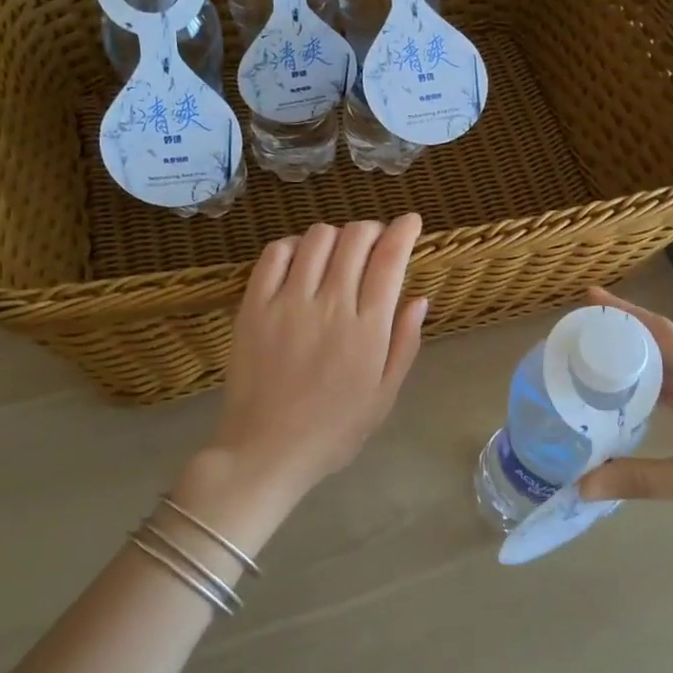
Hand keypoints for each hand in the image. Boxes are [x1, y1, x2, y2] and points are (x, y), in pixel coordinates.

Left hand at [202, 216, 426, 502]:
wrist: (266, 450)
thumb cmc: (334, 430)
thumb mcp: (384, 395)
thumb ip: (404, 343)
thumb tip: (419, 298)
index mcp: (367, 329)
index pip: (390, 259)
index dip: (403, 231)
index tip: (410, 221)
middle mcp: (330, 304)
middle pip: (355, 238)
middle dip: (372, 229)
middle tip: (375, 241)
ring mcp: (287, 301)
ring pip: (317, 238)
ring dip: (336, 235)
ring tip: (339, 251)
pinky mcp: (254, 305)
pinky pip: (274, 254)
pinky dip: (294, 245)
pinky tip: (301, 259)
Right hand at [576, 288, 672, 561]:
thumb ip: (637, 479)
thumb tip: (580, 485)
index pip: (662, 332)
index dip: (625, 312)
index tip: (590, 298)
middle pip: (667, 345)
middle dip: (626, 336)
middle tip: (583, 334)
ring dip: (641, 363)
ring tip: (599, 363)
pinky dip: (657, 390)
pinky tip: (634, 402)